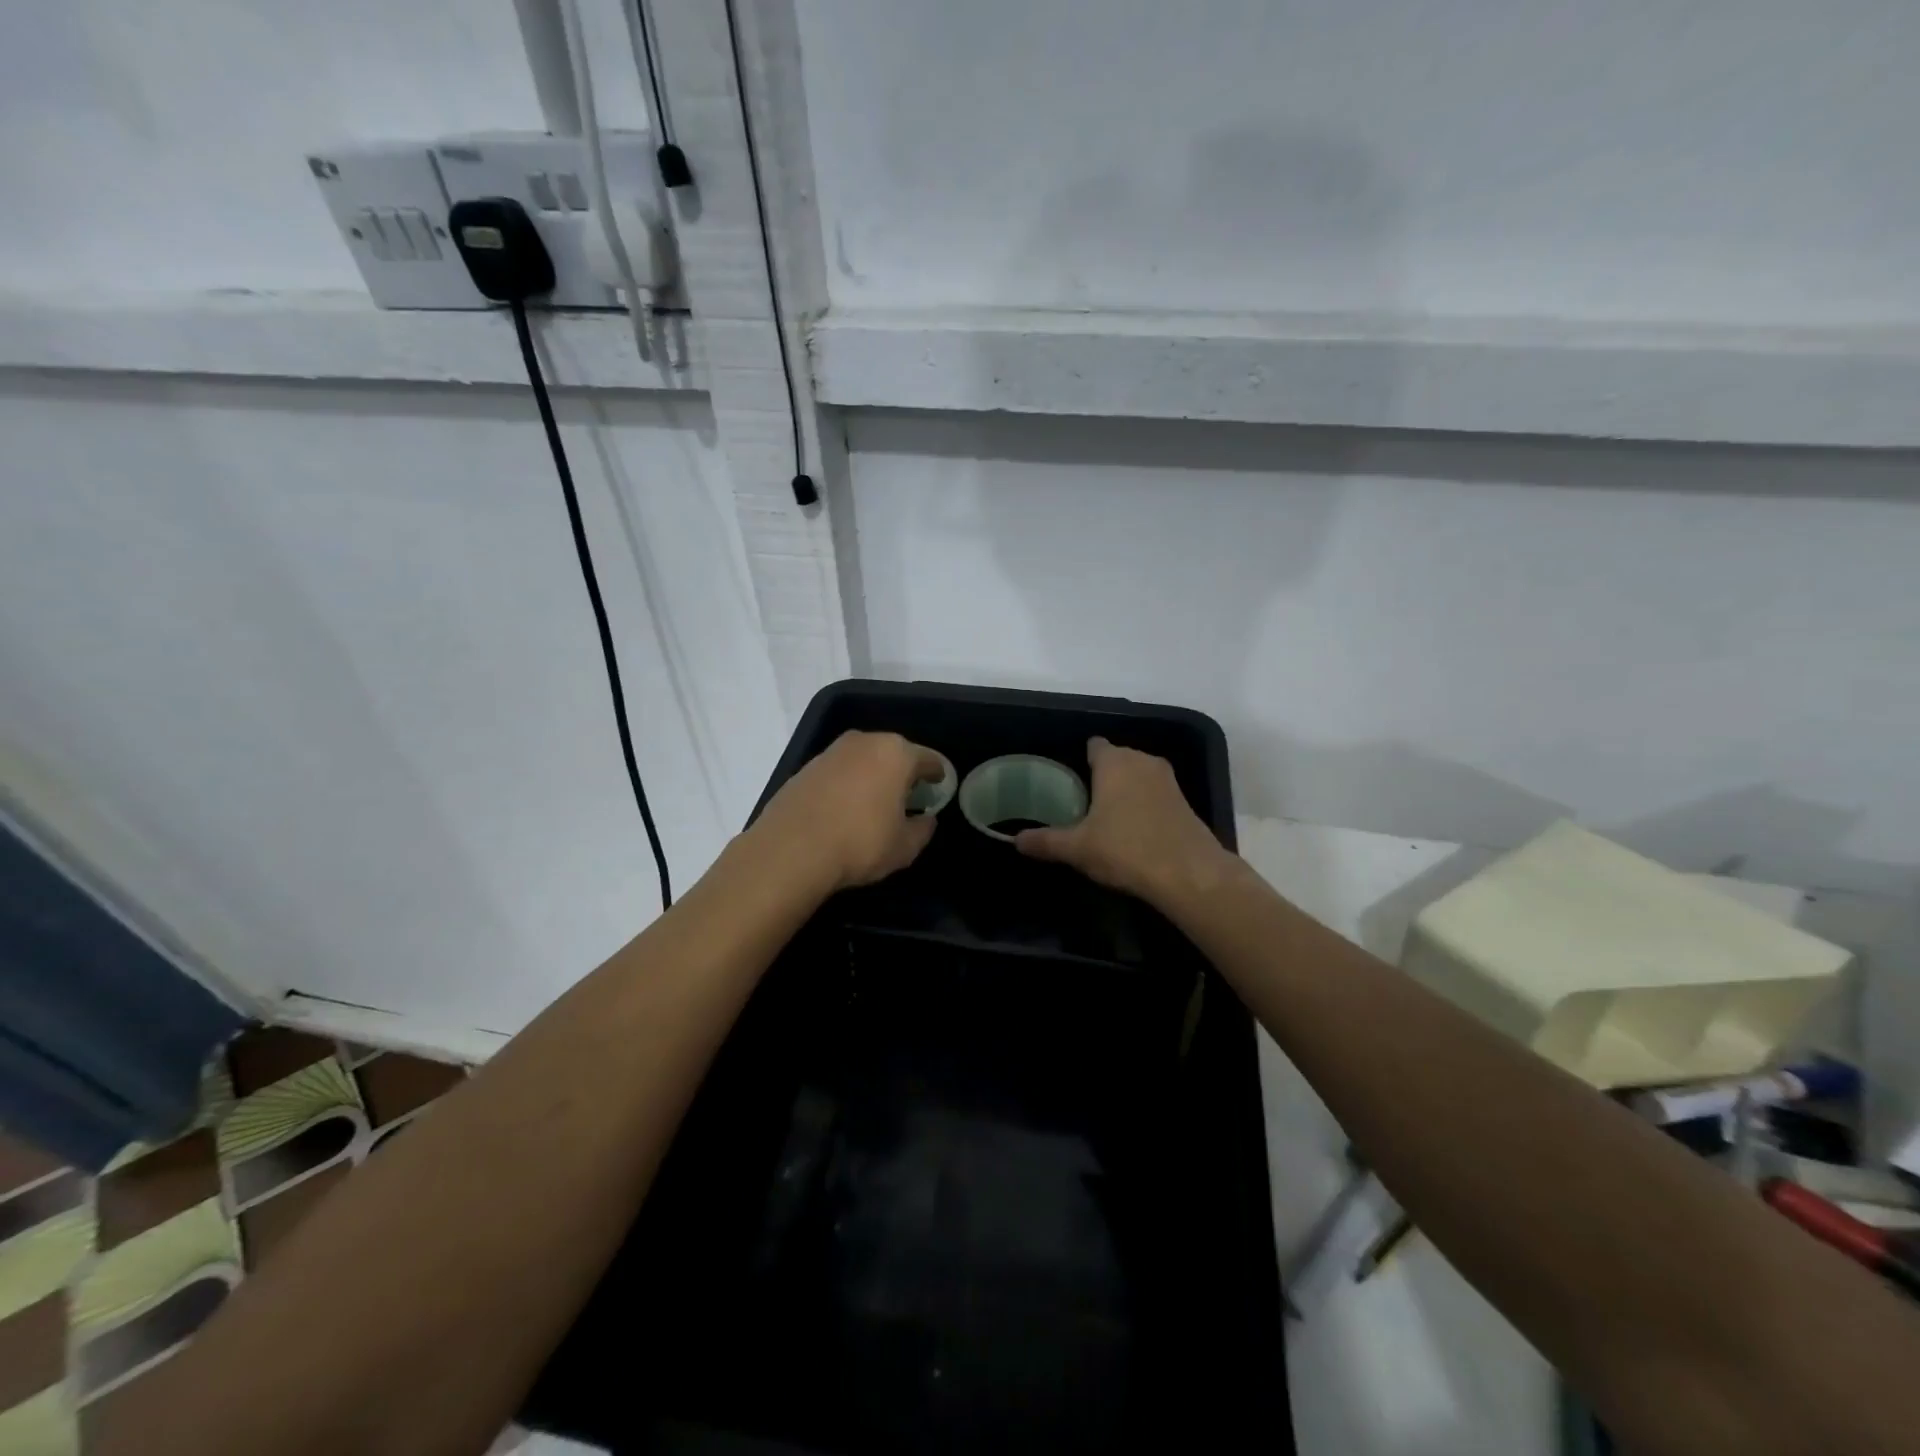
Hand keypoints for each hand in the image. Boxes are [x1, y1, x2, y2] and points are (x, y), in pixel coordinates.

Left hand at [751, 730, 947, 893]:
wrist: (791, 850)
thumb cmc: (860, 843)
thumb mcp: (904, 847)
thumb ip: (922, 829)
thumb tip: (926, 819)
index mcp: (896, 754)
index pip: (928, 759)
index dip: (937, 773)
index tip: (940, 785)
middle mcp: (865, 742)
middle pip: (894, 753)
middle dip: (903, 771)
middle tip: (909, 794)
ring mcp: (832, 752)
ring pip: (864, 759)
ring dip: (873, 775)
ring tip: (876, 801)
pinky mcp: (806, 767)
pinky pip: (839, 771)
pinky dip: (847, 783)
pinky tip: (845, 807)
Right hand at [1016, 737, 1234, 903]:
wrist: (1189, 874)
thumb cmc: (1126, 849)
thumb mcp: (1078, 849)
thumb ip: (1045, 841)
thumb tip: (1016, 840)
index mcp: (1114, 762)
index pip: (1094, 745)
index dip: (1081, 758)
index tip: (1068, 778)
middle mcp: (1142, 761)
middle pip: (1117, 758)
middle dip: (1102, 775)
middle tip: (1081, 801)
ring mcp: (1168, 780)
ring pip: (1138, 776)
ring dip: (1125, 790)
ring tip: (1105, 816)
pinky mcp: (1185, 801)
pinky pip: (1155, 794)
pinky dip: (1144, 805)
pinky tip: (1134, 830)